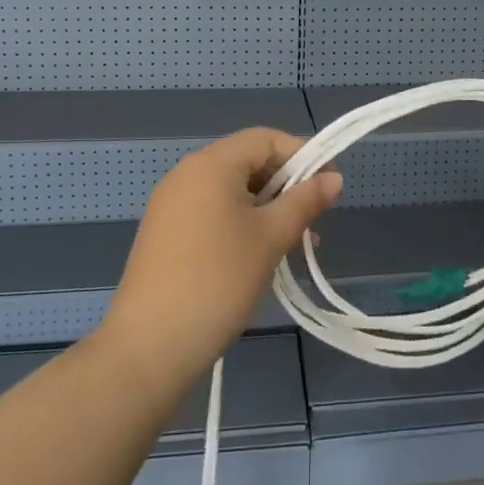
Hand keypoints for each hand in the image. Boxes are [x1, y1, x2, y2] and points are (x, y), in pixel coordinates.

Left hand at [101, 128, 339, 389]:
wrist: (150, 345)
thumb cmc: (219, 280)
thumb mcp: (271, 238)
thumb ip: (305, 202)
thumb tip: (333, 178)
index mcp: (212, 164)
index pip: (266, 139)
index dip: (302, 156)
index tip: (328, 188)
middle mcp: (187, 173)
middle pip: (248, 162)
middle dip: (286, 186)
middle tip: (312, 222)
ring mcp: (171, 203)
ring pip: (231, 191)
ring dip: (266, 209)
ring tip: (292, 245)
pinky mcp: (164, 232)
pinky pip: (211, 212)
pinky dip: (240, 224)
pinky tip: (257, 257)